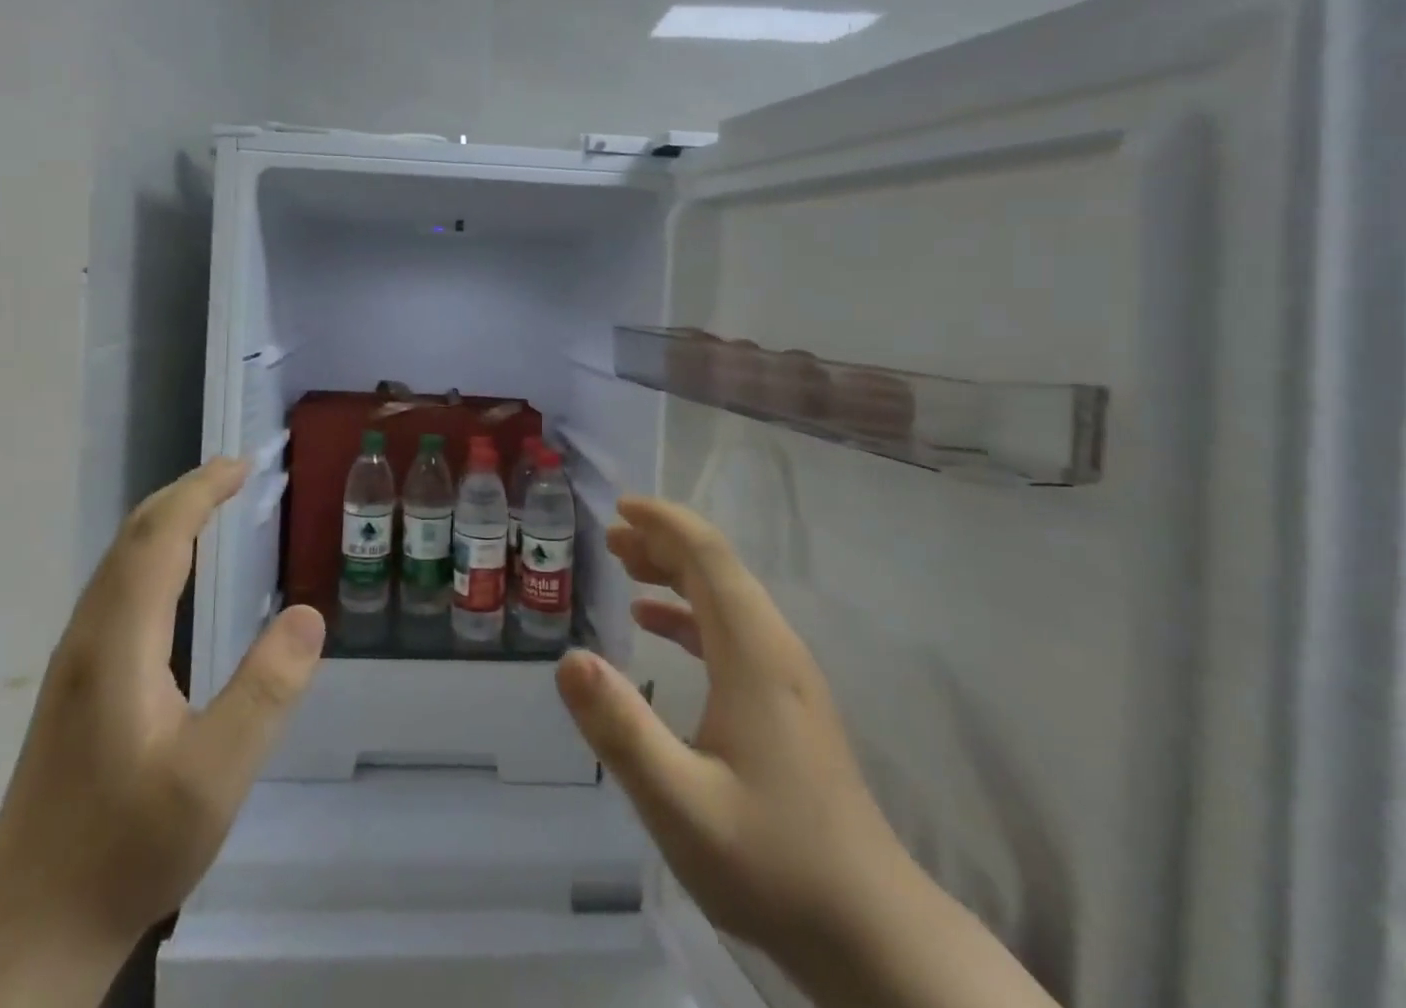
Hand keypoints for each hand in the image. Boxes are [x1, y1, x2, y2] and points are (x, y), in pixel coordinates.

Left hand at [0, 458, 326, 1006]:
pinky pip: (116, 588)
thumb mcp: (215, 777)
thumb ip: (265, 693)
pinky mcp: (75, 685)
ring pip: (118, 562)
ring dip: (165, 520)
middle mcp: (90, 637)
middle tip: (235, 472)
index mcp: (120, 643)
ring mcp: (76, 661)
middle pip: (133, 538)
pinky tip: (173, 577)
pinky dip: (152, 555)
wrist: (27, 932)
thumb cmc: (125, 850)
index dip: (200, 491)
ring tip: (210, 506)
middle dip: (184, 493)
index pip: (160, 538)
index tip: (243, 465)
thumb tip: (308, 614)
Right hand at [555, 497, 1055, 1007]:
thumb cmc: (773, 864)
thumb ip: (622, 728)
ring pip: (726, 596)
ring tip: (625, 567)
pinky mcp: (786, 702)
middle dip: (662, 542)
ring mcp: (786, 676)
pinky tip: (654, 626)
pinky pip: (732, 630)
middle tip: (609, 540)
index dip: (664, 522)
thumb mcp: (680, 803)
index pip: (708, 556)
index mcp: (754, 653)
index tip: (619, 508)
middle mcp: (774, 649)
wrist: (874, 935)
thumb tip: (569, 658)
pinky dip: (689, 613)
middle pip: (717, 568)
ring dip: (675, 572)